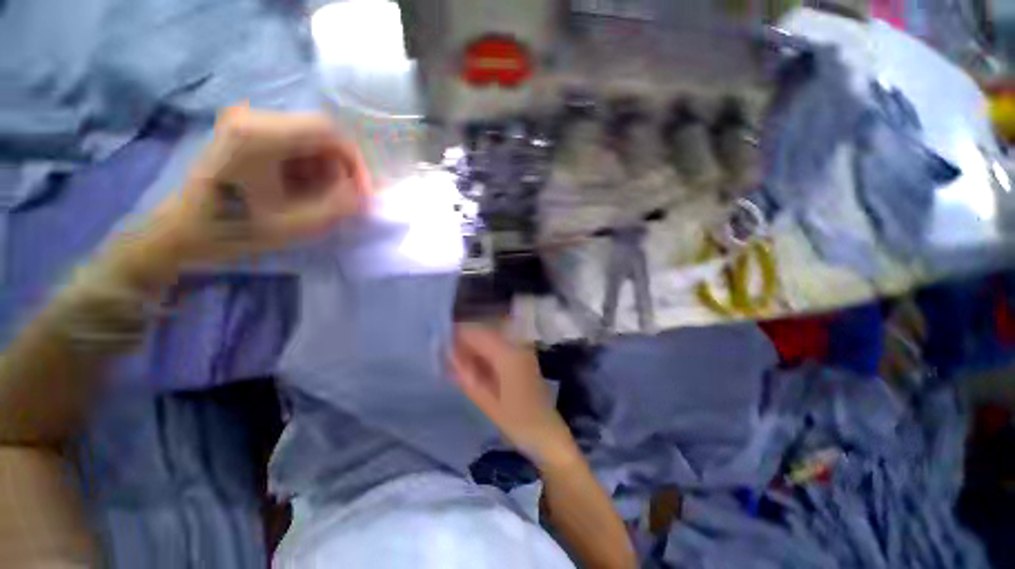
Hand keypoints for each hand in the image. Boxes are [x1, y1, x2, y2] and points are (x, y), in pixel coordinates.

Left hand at [137, 106, 370, 271]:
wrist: (184, 230)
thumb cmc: (235, 229)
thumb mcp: (294, 224)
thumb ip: (337, 206)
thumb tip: (364, 193)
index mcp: (260, 135)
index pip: (328, 130)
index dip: (355, 161)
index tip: (362, 191)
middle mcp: (253, 118)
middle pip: (319, 134)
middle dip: (339, 169)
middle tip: (344, 199)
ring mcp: (247, 123)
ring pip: (309, 140)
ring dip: (324, 170)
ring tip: (321, 199)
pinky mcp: (245, 133)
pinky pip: (293, 144)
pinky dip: (307, 168)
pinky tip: (303, 191)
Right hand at [450, 324, 578, 466]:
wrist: (547, 433)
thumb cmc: (517, 422)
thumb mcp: (486, 401)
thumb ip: (466, 375)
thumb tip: (448, 355)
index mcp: (508, 354)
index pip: (477, 333)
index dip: (457, 335)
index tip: (439, 344)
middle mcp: (517, 345)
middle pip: (484, 333)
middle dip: (464, 342)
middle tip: (447, 358)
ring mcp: (522, 349)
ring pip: (491, 339)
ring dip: (474, 349)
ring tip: (458, 366)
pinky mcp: (523, 357)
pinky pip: (498, 348)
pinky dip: (484, 355)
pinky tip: (475, 369)